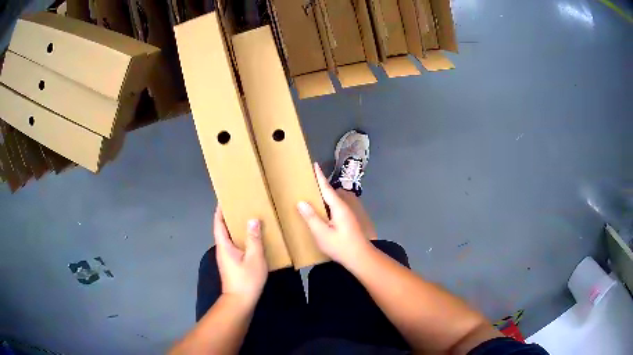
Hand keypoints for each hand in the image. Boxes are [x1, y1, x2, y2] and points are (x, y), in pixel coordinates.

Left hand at [213, 207, 267, 307]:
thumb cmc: (246, 280)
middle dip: (228, 216)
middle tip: (239, 205)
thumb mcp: (254, 258)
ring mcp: (226, 258)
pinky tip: (251, 238)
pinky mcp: (231, 264)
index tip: (224, 198)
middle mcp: (222, 249)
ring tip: (247, 218)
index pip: (218, 223)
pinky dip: (240, 238)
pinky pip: (234, 245)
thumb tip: (253, 219)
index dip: (220, 210)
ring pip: (228, 238)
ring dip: (234, 227)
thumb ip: (254, 239)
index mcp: (224, 245)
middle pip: (222, 229)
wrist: (240, 301)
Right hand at [297, 163, 371, 263]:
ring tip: (310, 193)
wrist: (360, 258)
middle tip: (307, 179)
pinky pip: (333, 208)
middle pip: (330, 193)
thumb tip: (301, 202)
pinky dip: (325, 205)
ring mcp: (346, 215)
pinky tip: (319, 211)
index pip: (327, 188)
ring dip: (322, 196)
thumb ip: (311, 218)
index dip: (320, 177)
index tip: (315, 164)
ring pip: (332, 201)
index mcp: (339, 207)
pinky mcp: (346, 222)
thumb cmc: (341, 246)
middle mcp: (344, 208)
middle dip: (319, 185)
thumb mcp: (322, 233)